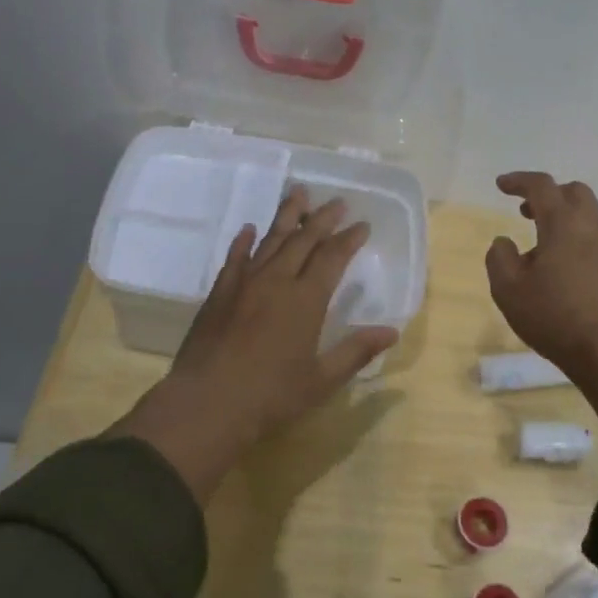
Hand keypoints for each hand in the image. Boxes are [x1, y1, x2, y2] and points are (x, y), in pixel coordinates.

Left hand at [113, 186, 399, 500]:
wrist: (206, 404)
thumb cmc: (270, 396)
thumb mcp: (321, 380)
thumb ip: (356, 352)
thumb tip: (392, 332)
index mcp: (305, 300)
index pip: (332, 258)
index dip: (349, 239)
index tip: (362, 224)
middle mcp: (276, 281)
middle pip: (303, 240)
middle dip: (322, 218)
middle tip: (337, 201)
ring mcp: (244, 284)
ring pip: (270, 240)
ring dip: (286, 216)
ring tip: (298, 193)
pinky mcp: (219, 294)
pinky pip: (234, 258)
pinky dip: (243, 242)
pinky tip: (247, 229)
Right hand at [485, 172, 597, 375]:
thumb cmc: (554, 317)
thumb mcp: (508, 290)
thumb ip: (499, 258)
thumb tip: (504, 241)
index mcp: (564, 223)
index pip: (542, 186)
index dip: (519, 181)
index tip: (501, 185)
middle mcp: (593, 226)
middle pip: (573, 192)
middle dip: (548, 194)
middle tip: (525, 211)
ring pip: (588, 215)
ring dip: (563, 218)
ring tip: (540, 245)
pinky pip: (597, 238)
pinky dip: (577, 237)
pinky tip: (563, 266)